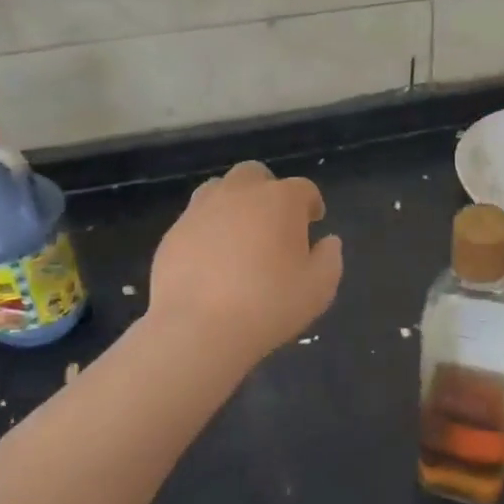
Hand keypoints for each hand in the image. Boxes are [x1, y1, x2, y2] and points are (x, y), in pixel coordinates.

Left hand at [148, 161, 342, 366]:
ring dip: (233, 203)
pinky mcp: (173, 232)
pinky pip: (195, 219)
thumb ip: (329, 259)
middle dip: (267, 190)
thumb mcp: (319, 288)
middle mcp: (240, 193)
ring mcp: (201, 210)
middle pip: (255, 174)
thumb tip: (328, 242)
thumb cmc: (268, 304)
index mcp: (281, 200)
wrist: (197, 329)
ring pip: (219, 189)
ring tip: (239, 234)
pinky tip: (211, 259)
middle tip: (273, 222)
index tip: (314, 222)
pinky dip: (207, 229)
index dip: (311, 203)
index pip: (303, 188)